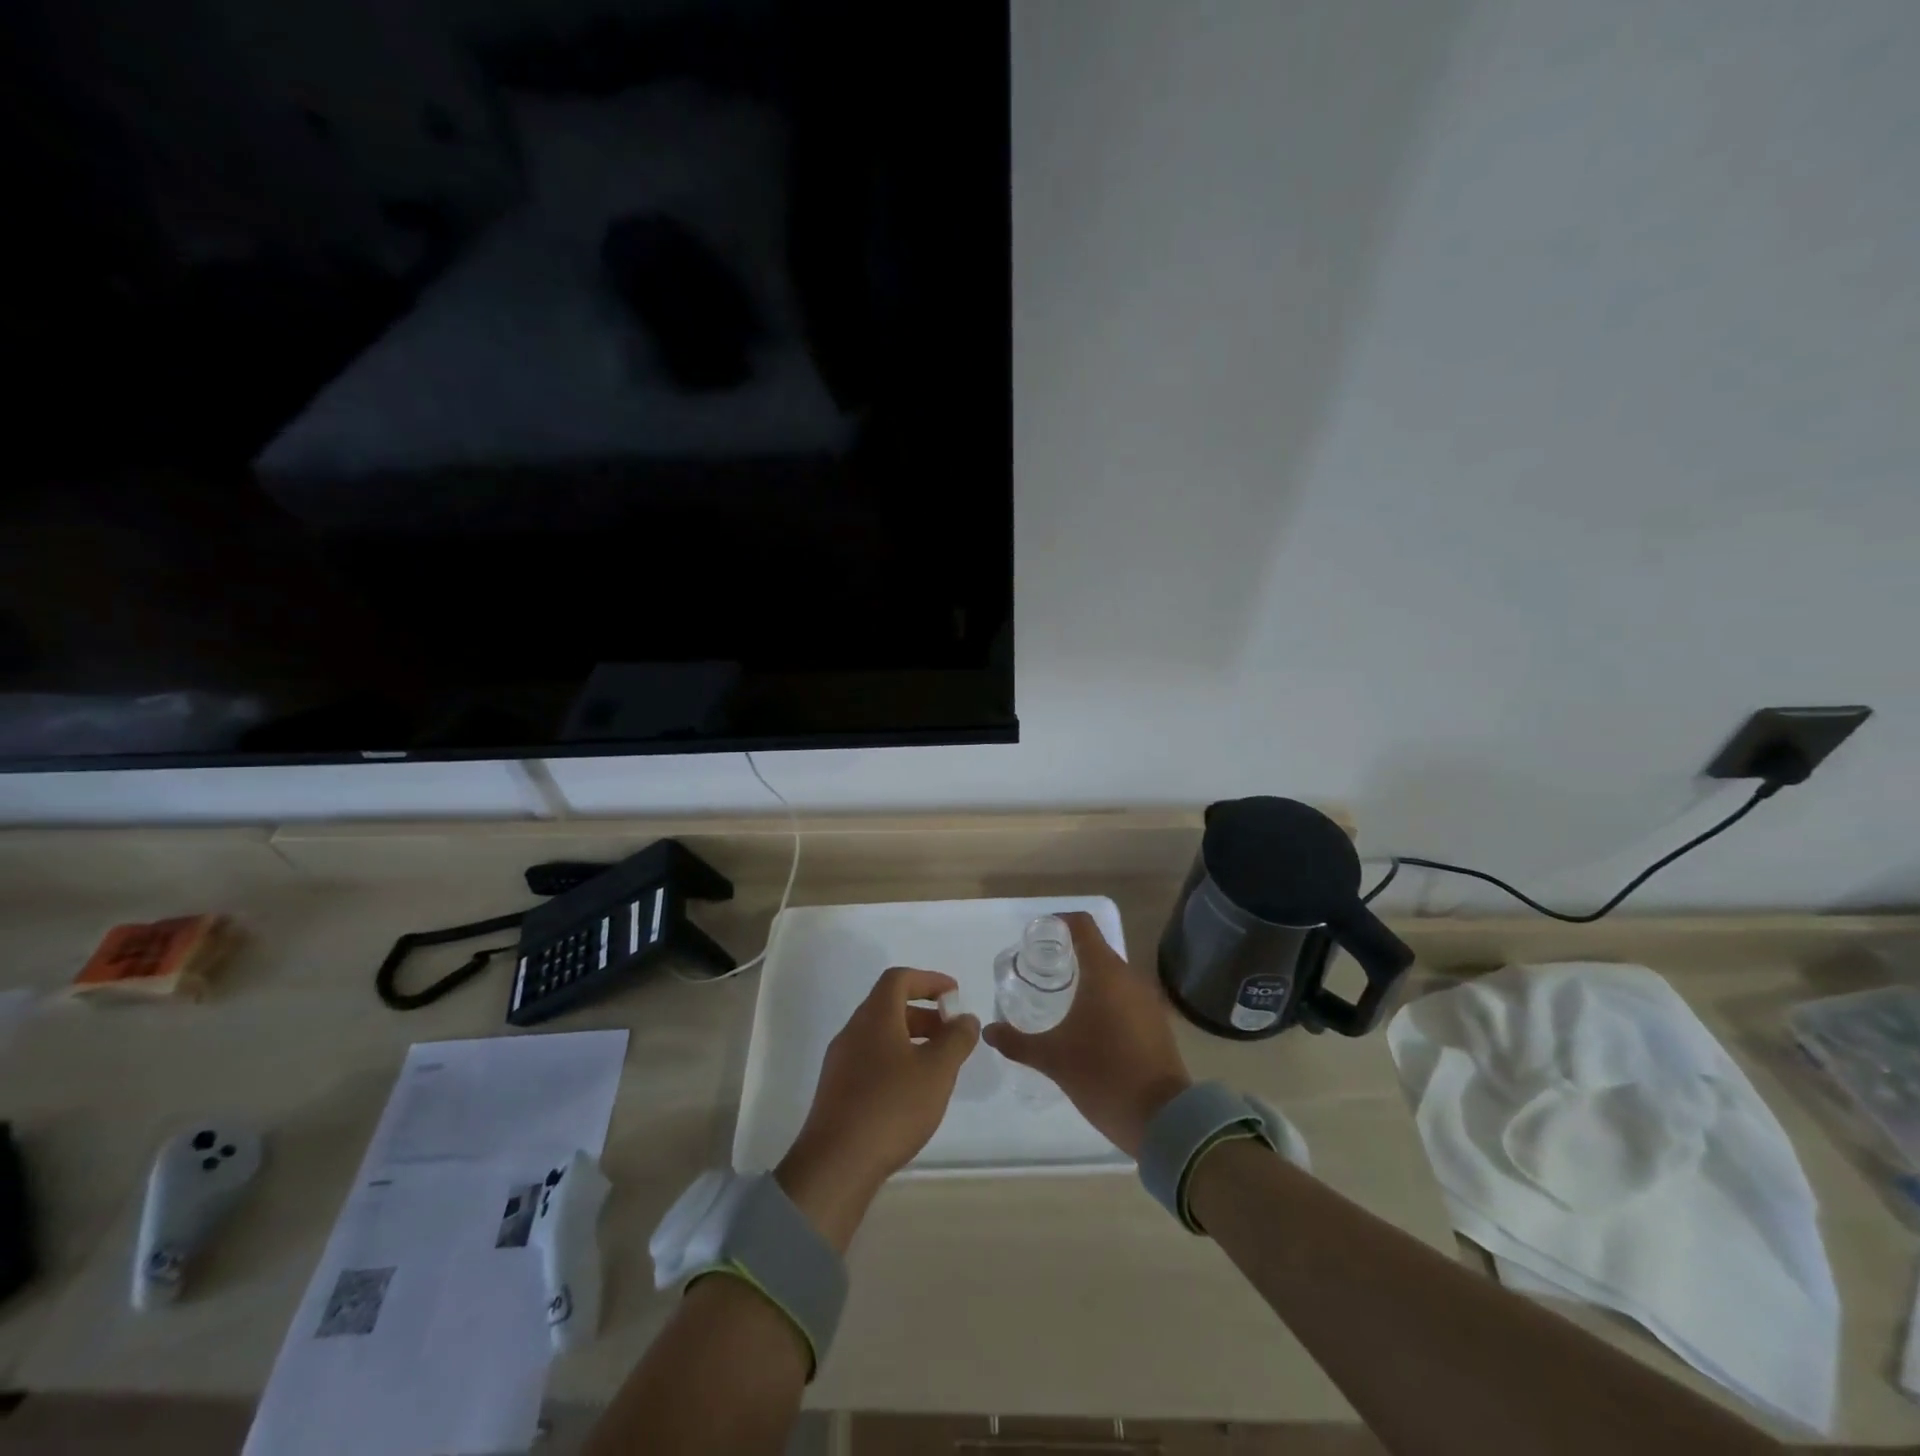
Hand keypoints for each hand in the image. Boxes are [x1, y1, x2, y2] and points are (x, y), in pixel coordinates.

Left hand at [776, 966, 979, 1250]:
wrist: (836, 1164)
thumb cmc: (892, 1106)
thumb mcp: (937, 1070)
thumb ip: (956, 1039)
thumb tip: (965, 1018)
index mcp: (875, 1017)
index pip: (899, 979)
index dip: (929, 980)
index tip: (954, 994)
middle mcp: (853, 1031)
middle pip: (889, 1006)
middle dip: (925, 1013)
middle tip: (952, 1033)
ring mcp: (841, 1061)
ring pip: (880, 1035)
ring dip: (911, 1039)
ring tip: (938, 1065)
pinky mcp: (837, 1090)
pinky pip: (871, 1059)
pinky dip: (896, 1060)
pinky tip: (913, 1091)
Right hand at [983, 911, 1191, 1156]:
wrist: (1163, 1118)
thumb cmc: (1103, 1075)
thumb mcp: (1052, 1059)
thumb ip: (1017, 1041)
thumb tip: (989, 1030)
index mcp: (1104, 972)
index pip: (1082, 925)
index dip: (1059, 923)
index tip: (1037, 937)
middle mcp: (1129, 977)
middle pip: (1096, 949)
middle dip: (1068, 954)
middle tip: (1040, 971)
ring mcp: (1147, 999)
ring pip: (1112, 975)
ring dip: (1088, 978)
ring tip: (1061, 998)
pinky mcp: (1157, 1022)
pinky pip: (1126, 996)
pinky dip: (1106, 999)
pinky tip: (1089, 1024)